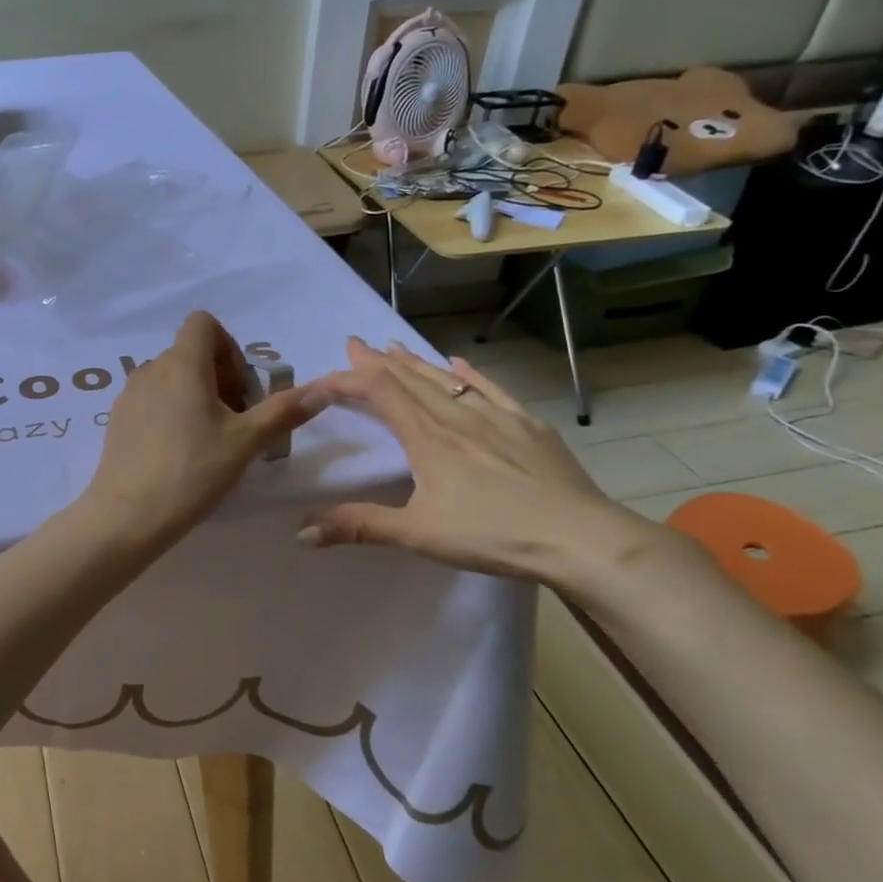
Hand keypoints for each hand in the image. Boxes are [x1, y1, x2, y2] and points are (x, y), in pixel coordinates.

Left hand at [85, 311, 318, 543]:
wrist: (129, 514)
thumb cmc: (193, 470)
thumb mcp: (246, 441)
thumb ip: (283, 411)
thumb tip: (324, 389)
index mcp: (182, 364)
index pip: (203, 324)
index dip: (229, 348)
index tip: (240, 389)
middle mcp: (151, 369)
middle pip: (190, 353)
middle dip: (219, 378)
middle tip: (235, 421)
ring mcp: (129, 394)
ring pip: (170, 378)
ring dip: (195, 395)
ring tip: (209, 439)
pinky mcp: (117, 419)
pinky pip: (151, 400)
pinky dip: (171, 411)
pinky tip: (179, 452)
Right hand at [300, 338, 659, 582]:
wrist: (581, 538)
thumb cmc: (493, 534)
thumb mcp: (418, 534)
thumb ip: (359, 526)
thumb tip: (302, 531)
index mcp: (427, 438)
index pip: (379, 393)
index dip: (346, 381)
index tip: (321, 380)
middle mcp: (457, 416)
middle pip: (410, 378)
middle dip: (377, 361)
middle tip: (355, 343)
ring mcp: (497, 417)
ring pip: (446, 379)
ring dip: (415, 362)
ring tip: (393, 346)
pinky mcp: (528, 426)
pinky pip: (491, 389)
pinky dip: (469, 373)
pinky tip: (459, 362)